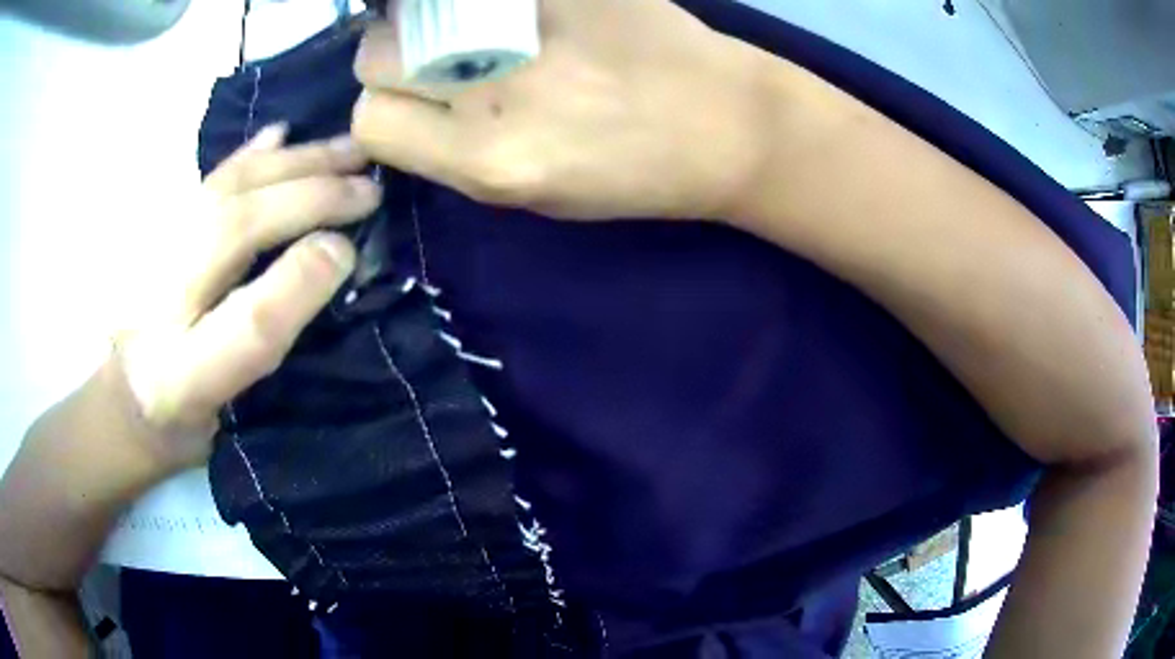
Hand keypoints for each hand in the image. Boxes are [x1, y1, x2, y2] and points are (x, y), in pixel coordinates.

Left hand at [117, 125, 379, 468]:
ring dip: (292, 164)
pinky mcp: (158, 230)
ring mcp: (155, 253)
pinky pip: (208, 182)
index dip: (303, 281)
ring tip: (346, 149)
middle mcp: (161, 300)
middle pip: (236, 225)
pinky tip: (279, 135)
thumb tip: (334, 258)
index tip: (354, 251)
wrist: (129, 398)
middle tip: (370, 183)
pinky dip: (248, 154)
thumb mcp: (233, 408)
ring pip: (227, 191)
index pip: (247, 324)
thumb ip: (271, 340)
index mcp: (183, 369)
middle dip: (308, 197)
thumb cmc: (186, 415)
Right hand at [352, 0, 768, 220]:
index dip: (386, 108)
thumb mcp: (530, 194)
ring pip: (411, 9)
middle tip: (442, 55)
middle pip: (376, 55)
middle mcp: (488, 88)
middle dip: (396, 57)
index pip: (370, 118)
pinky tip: (512, 14)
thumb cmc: (634, 174)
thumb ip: (452, 150)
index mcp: (484, 160)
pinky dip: (471, 2)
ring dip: (425, 18)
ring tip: (478, 27)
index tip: (413, 99)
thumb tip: (400, 102)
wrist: (727, 123)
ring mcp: (519, 24)